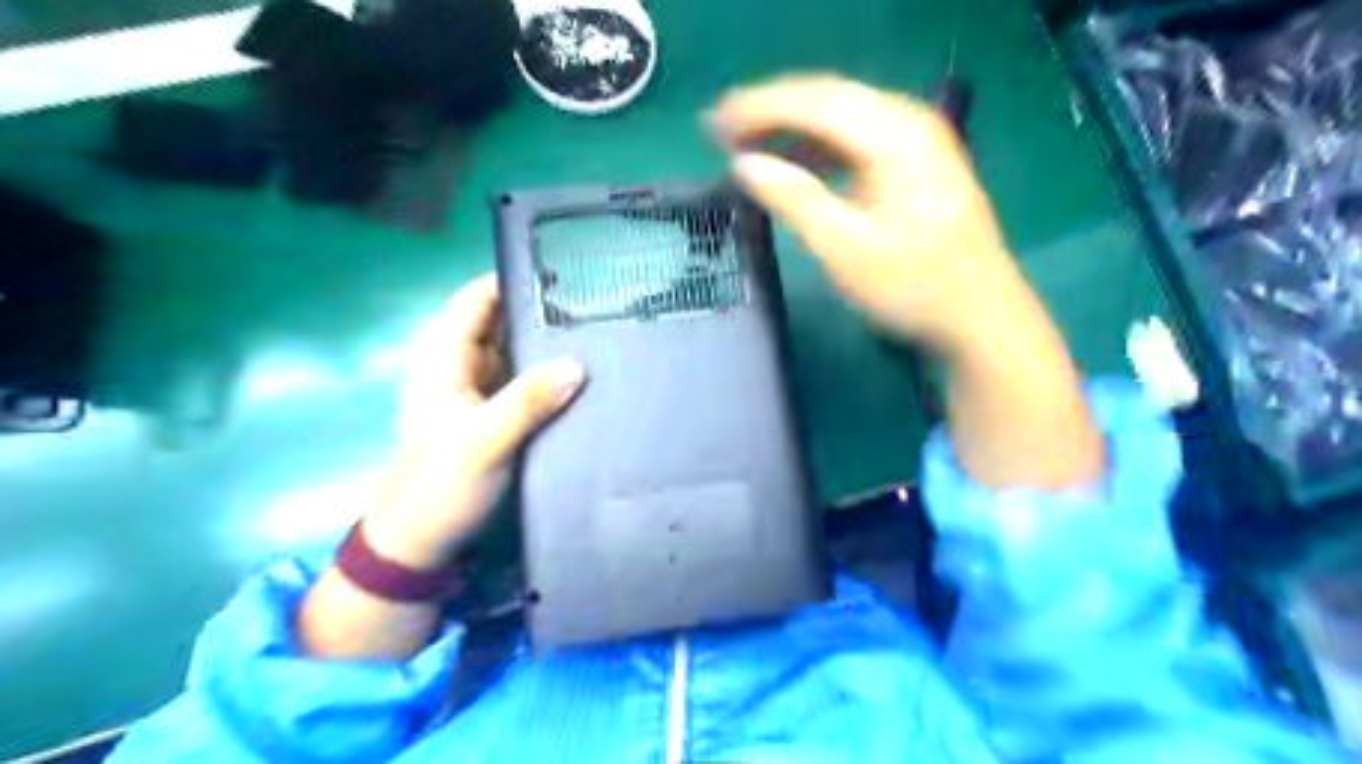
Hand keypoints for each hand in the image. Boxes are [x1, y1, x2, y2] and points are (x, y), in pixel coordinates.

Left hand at [367, 271, 584, 565]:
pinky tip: (585, 375)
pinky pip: (527, 383)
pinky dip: (551, 375)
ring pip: (517, 354)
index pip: (475, 301)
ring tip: (599, 330)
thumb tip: (577, 364)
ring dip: (549, 343)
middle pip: (501, 324)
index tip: (559, 270)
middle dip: (540, 311)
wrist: (424, 543)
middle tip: (595, 301)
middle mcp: (463, 368)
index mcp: (445, 361)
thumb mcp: (484, 442)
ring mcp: (481, 393)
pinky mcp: (498, 417)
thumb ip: (527, 402)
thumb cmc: (441, 486)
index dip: (509, 279)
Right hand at [717, 74, 1027, 353]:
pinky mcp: (915, 163)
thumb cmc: (912, 287)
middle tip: (720, 132)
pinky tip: (794, 163)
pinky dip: (818, 147)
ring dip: (792, 128)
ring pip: (841, 117)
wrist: (979, 317)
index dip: (758, 108)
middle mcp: (908, 121)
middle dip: (770, 111)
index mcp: (894, 135)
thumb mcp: (845, 249)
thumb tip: (744, 165)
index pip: (814, 101)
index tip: (712, 124)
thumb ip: (794, 199)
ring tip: (746, 146)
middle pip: (827, 99)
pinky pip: (856, 139)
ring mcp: (916, 140)